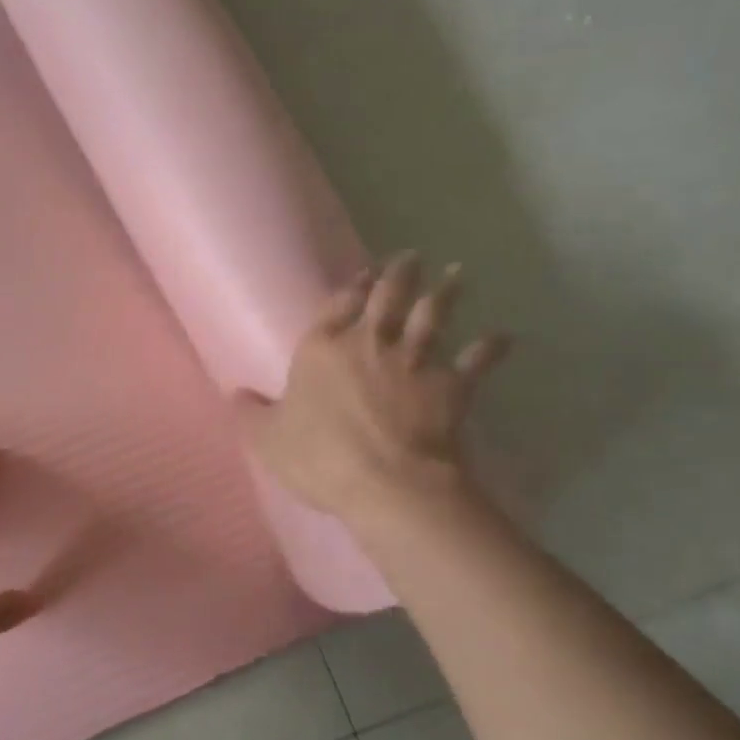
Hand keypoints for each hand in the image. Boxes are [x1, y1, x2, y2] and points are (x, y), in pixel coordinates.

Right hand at [234, 252, 508, 525]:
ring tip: (457, 275)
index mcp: (322, 350)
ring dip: (446, 293)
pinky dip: (491, 348)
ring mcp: (414, 362)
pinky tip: (503, 336)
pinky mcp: (451, 386)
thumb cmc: (319, 457)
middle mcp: (369, 344)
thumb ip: (251, 414)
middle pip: (389, 298)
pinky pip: (476, 361)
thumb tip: (235, 394)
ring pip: (433, 316)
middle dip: (400, 274)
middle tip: (412, 257)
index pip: (338, 305)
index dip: (351, 287)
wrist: (388, 482)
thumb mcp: (267, 440)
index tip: (365, 271)